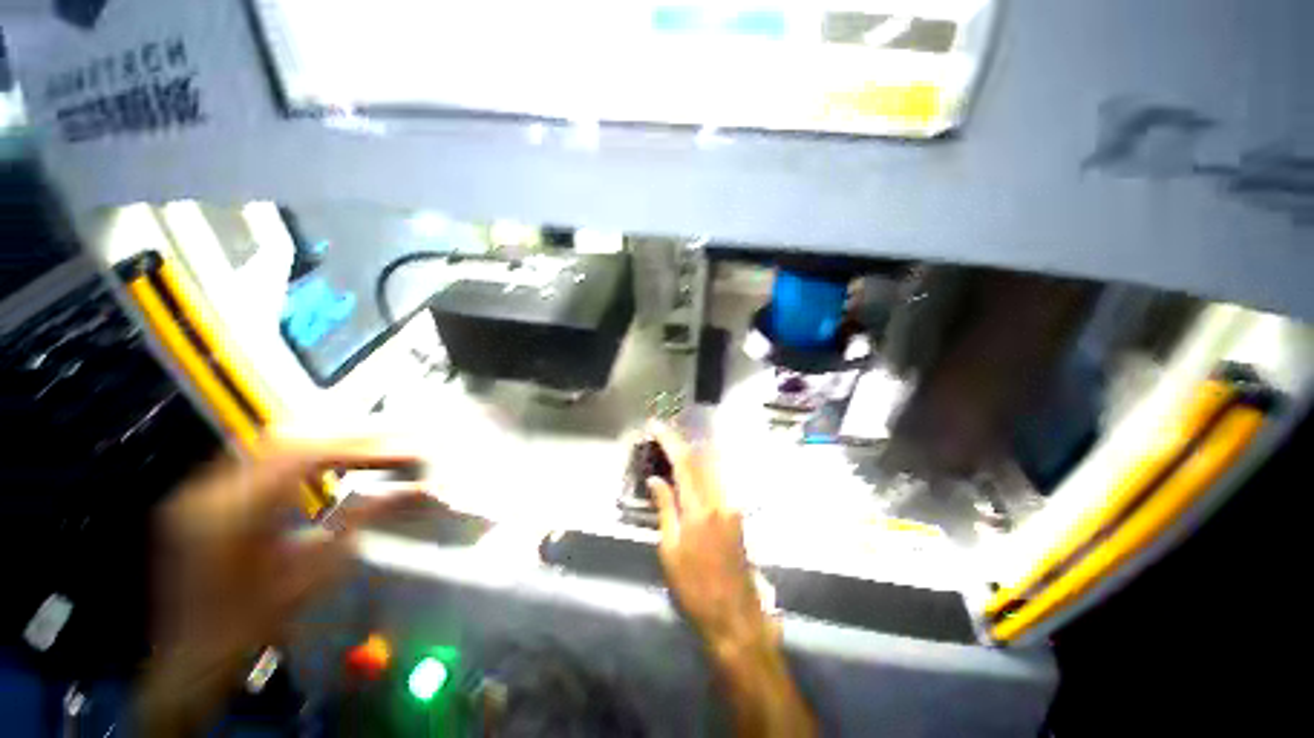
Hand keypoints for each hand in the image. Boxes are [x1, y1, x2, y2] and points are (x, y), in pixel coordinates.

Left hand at [139, 435, 429, 735]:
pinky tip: (326, 458)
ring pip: (273, 441)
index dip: (363, 446)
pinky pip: (259, 457)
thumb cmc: (254, 624)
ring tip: (370, 443)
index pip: (307, 456)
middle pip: (289, 437)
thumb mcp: (313, 573)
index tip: (405, 449)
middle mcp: (211, 492)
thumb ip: (361, 520)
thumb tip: (414, 490)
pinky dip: (301, 452)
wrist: (194, 656)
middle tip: (393, 437)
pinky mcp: (204, 496)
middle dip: (348, 434)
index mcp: (235, 514)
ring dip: (327, 438)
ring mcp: (202, 491)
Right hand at [645, 422, 771, 656]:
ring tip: (673, 447)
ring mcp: (731, 505)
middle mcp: (719, 499)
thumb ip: (665, 509)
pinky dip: (702, 468)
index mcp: (700, 508)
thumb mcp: (670, 550)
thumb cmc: (695, 587)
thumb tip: (656, 479)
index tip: (655, 425)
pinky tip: (691, 470)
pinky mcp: (736, 513)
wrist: (734, 614)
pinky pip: (717, 480)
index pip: (684, 462)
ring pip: (712, 466)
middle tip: (662, 433)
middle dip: (681, 441)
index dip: (669, 440)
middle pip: (701, 458)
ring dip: (692, 452)